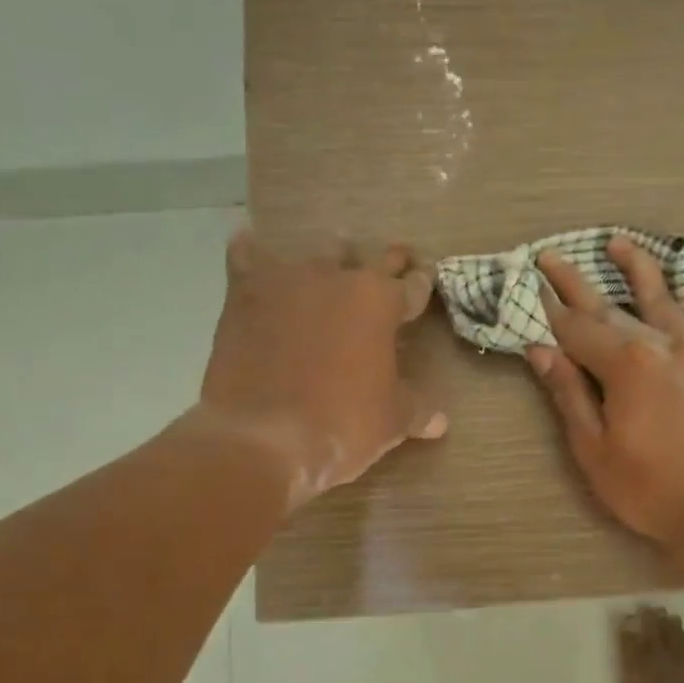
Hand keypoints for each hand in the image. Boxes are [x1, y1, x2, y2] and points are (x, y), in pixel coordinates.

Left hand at [196, 232, 445, 508]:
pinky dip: (251, 252)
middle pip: (369, 259)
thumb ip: (417, 410)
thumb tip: (440, 421)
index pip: (412, 287)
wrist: (262, 436)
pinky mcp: (243, 294)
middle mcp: (337, 278)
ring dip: (329, 258)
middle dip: (386, 262)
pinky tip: (251, 246)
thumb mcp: (392, 422)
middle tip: (395, 259)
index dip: (421, 285)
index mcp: (381, 302)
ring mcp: (288, 281)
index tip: (424, 280)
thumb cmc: (341, 425)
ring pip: (315, 254)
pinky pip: (246, 257)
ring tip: (333, 260)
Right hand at [528, 237, 683, 545]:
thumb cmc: (648, 487)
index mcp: (625, 364)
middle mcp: (662, 346)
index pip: (576, 330)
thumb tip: (541, 351)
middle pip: (612, 307)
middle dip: (577, 282)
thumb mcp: (593, 448)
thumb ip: (569, 394)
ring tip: (620, 244)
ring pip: (667, 301)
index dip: (549, 309)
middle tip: (552, 256)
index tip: (529, 283)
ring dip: (641, 270)